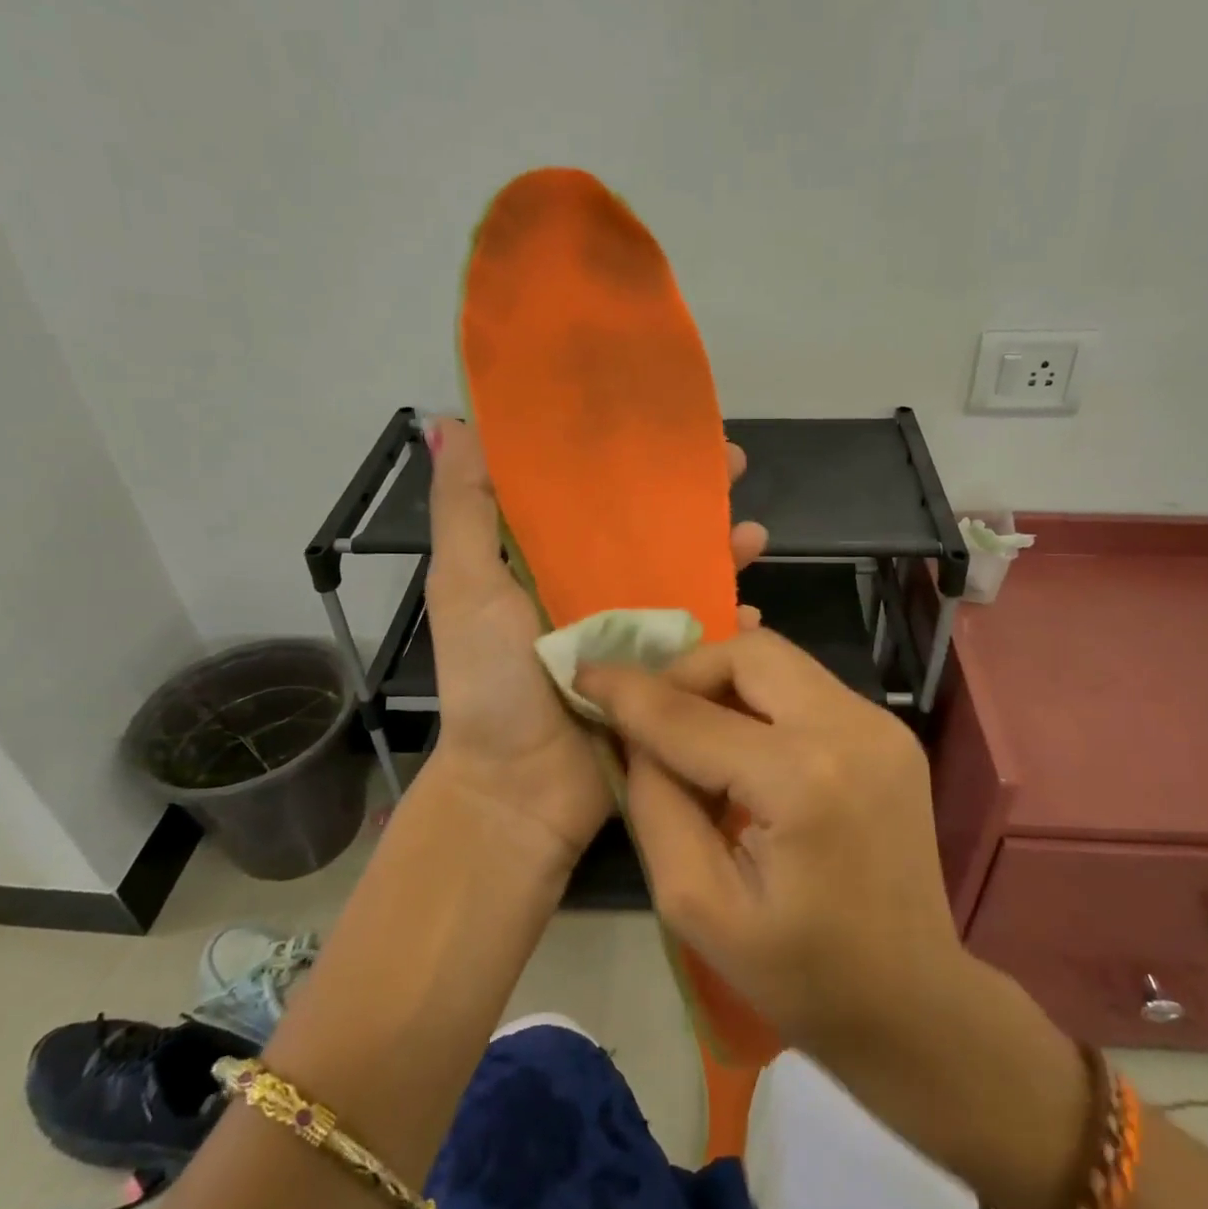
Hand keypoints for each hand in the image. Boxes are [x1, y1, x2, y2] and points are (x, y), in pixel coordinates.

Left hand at [422, 417, 767, 874]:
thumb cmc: (490, 680)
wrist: (521, 788)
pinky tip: (756, 610)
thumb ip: (464, 510)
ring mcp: (632, 631)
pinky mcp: (661, 672)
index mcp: (545, 560)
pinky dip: (732, 623)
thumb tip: (451, 422)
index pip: (590, 489)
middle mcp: (592, 587)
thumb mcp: (465, 586)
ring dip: (723, 550)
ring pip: (688, 575)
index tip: (663, 420)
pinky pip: (705, 638)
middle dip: (693, 494)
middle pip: (651, 526)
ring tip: (755, 534)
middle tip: (735, 463)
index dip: (625, 452)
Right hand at [576, 630, 962, 1051]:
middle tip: (654, 714)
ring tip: (696, 733)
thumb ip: (655, 803)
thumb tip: (635, 732)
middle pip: (749, 653)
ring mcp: (880, 725)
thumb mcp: (697, 905)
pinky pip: (807, 687)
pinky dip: (762, 701)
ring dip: (725, 683)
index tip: (585, 675)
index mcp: (802, 781)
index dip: (629, 693)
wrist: (914, 1003)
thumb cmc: (800, 975)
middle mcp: (850, 730)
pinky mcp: (889, 732)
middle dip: (688, 671)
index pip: (692, 716)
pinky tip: (745, 746)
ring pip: (780, 661)